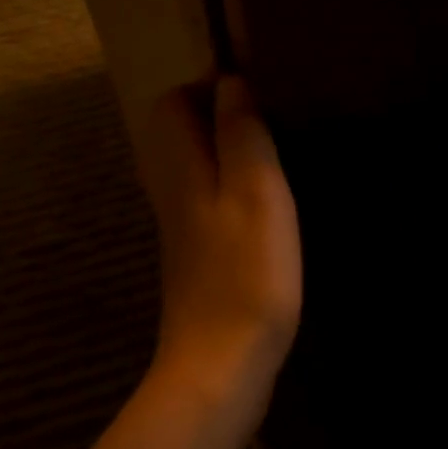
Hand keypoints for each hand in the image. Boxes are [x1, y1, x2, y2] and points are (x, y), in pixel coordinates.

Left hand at [139, 77, 301, 421]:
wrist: (220, 364)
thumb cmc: (245, 273)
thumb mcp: (255, 191)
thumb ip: (241, 134)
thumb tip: (231, 84)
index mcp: (179, 169)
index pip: (171, 103)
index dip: (208, 86)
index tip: (257, 91)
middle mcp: (171, 193)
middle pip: (178, 135)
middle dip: (217, 116)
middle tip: (271, 120)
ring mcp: (182, 229)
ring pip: (194, 169)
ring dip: (227, 153)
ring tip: (276, 155)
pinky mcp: (198, 258)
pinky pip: (207, 202)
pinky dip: (232, 189)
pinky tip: (268, 206)